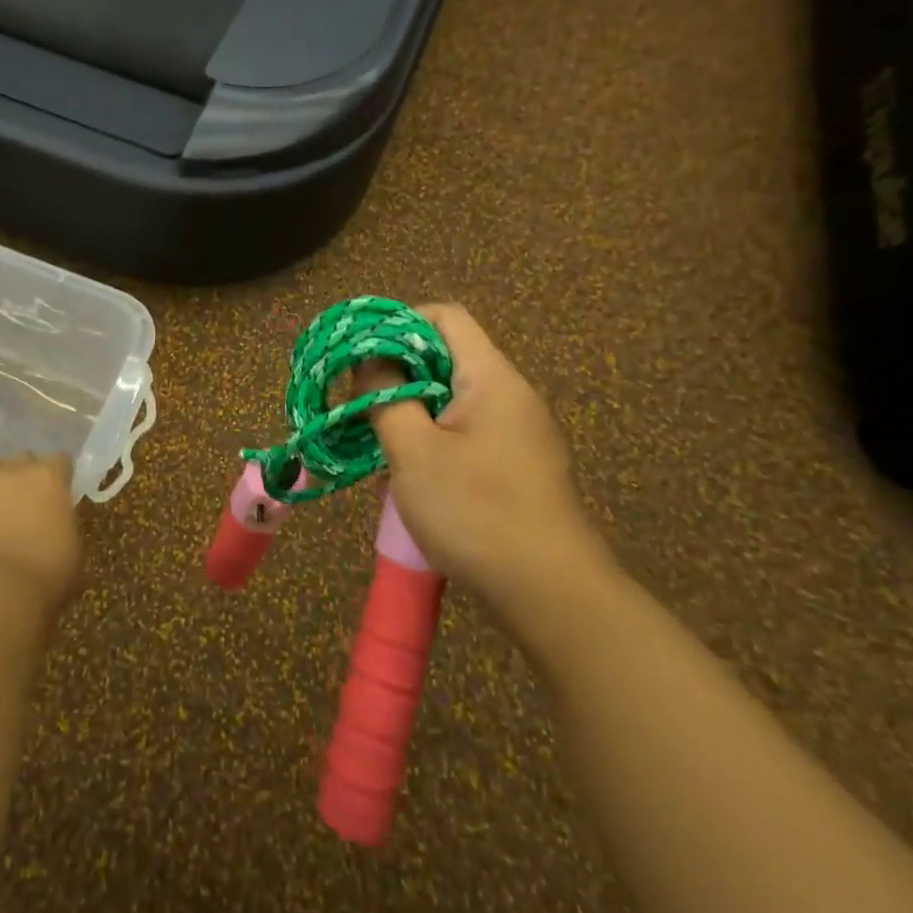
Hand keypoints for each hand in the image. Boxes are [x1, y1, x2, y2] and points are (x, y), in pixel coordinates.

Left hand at [0, 453, 83, 612]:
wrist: (1, 588)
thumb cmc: (51, 566)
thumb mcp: (75, 544)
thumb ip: (66, 522)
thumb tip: (58, 524)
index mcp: (50, 475)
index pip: (60, 460)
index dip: (63, 477)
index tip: (64, 495)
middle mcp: (18, 472)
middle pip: (25, 459)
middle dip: (31, 475)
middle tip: (36, 502)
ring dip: (3, 482)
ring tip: (8, 506)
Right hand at [367, 304, 616, 634]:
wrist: (552, 595)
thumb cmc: (476, 513)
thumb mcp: (414, 451)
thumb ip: (385, 397)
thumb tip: (370, 362)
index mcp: (491, 378)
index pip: (445, 317)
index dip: (399, 323)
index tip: (361, 356)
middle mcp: (511, 394)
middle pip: (447, 355)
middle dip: (398, 372)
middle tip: (360, 402)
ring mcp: (519, 432)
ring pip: (453, 397)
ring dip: (411, 408)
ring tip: (377, 439)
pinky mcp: (518, 465)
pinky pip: (466, 430)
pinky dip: (432, 436)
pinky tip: (410, 472)